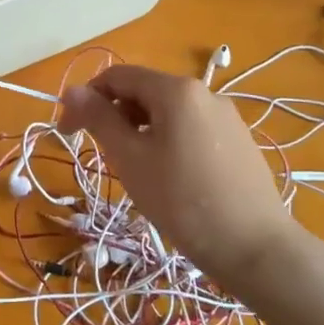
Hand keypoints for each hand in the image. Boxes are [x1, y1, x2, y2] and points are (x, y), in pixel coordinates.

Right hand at [59, 65, 294, 288]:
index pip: (117, 76)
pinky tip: (170, 178)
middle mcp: (205, 92)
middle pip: (144, 91)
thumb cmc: (182, 200)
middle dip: (115, 116)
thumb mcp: (130, 159)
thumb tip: (72, 90)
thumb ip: (99, 119)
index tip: (68, 134)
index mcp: (176, 90)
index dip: (86, 99)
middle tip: (103, 156)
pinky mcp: (239, 141)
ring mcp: (227, 117)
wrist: (255, 247)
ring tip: (136, 170)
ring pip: (168, 112)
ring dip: (140, 130)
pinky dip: (167, 141)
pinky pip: (191, 129)